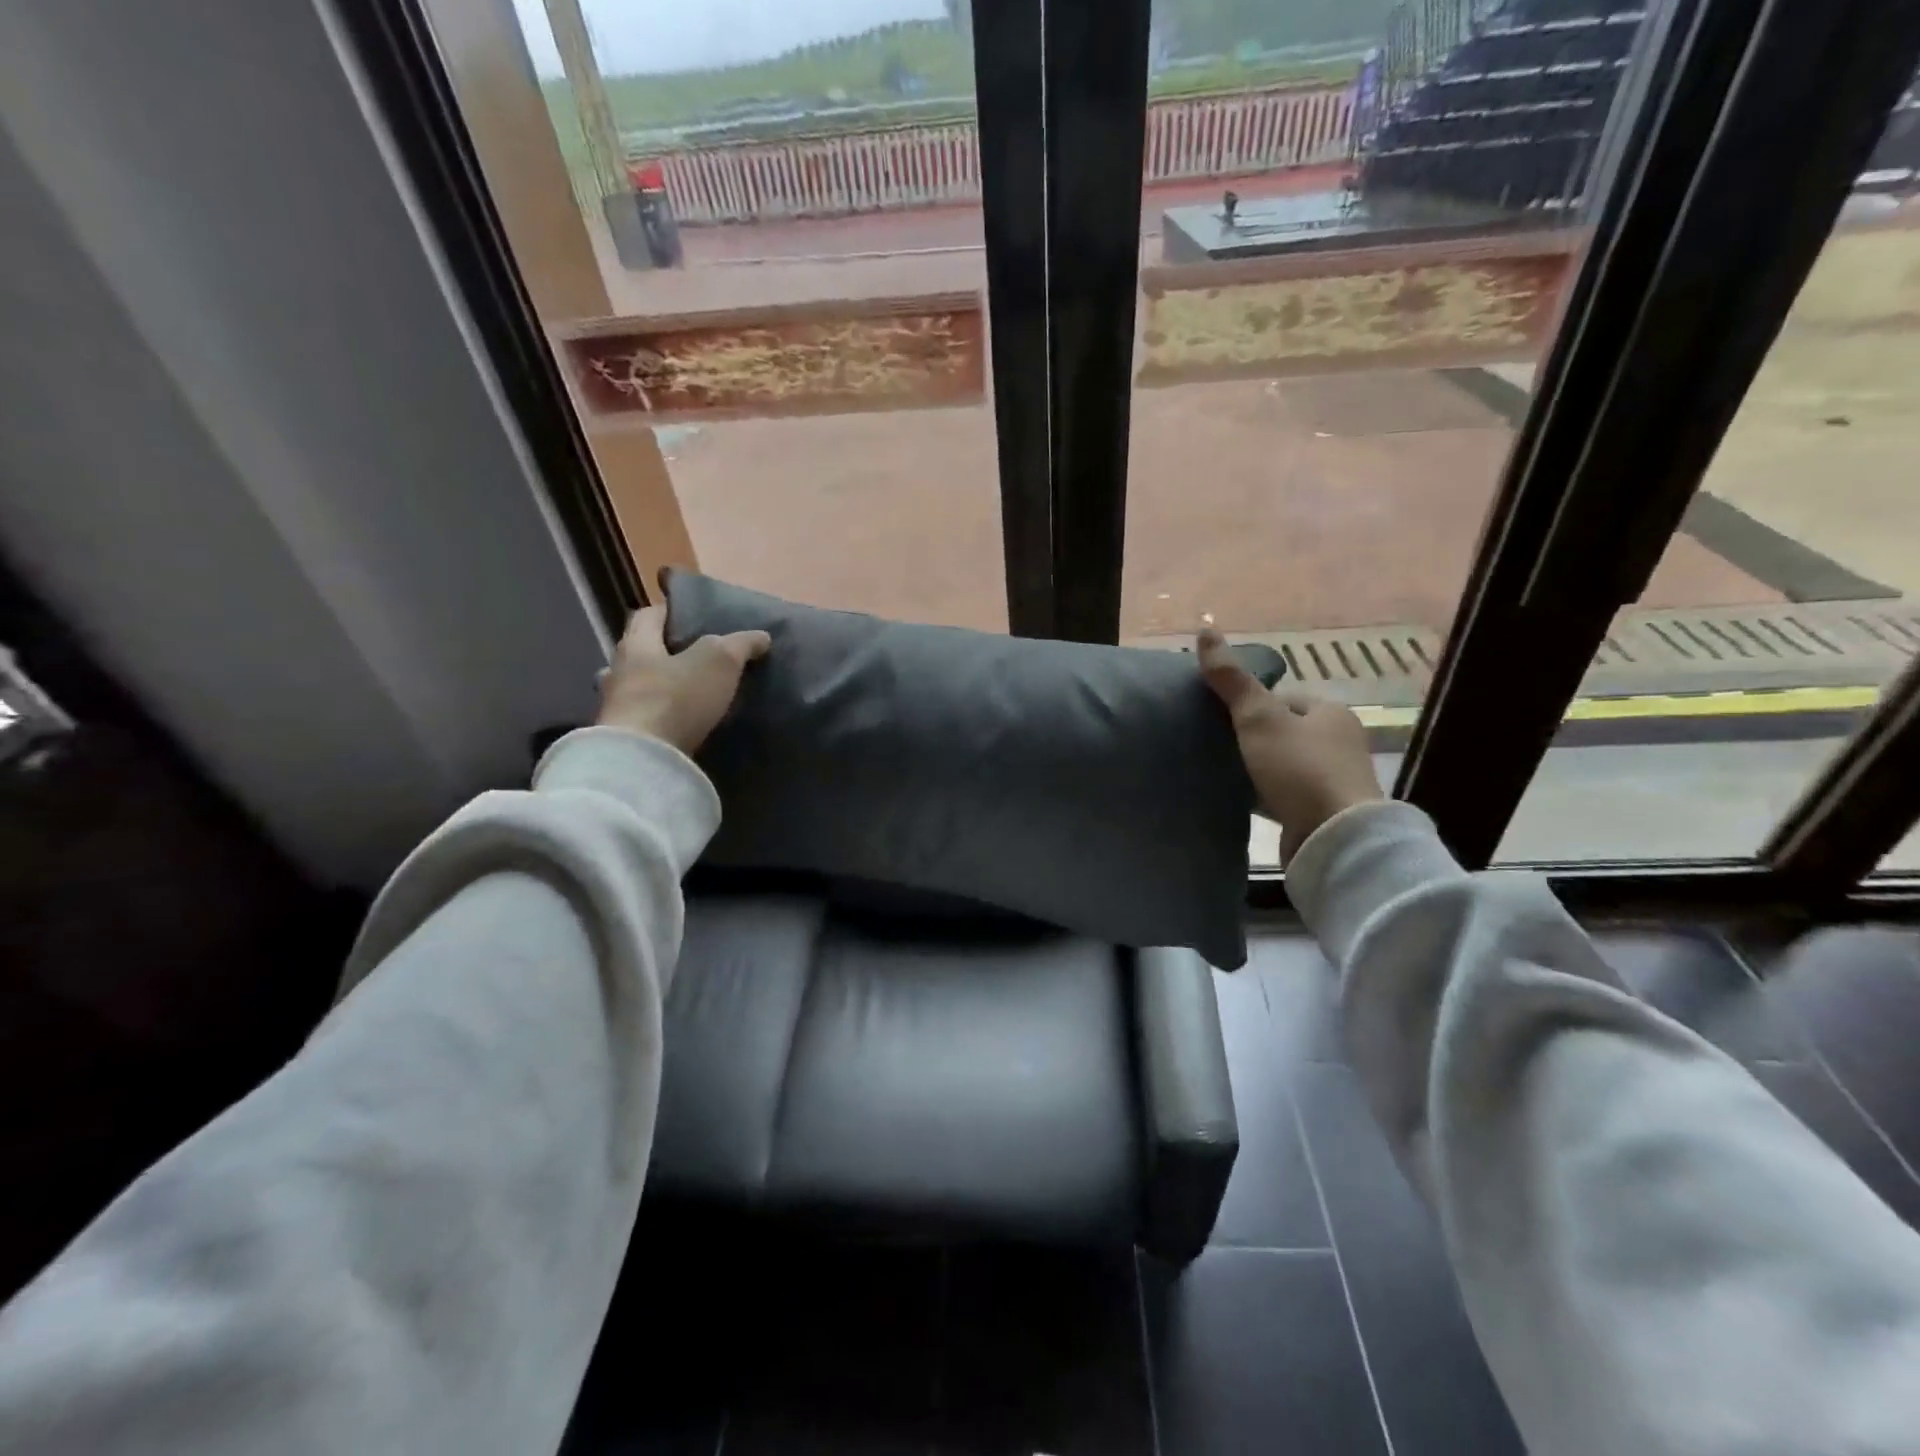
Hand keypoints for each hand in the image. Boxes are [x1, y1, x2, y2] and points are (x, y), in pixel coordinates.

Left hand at [595, 605, 769, 755]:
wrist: (643, 760)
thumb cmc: (677, 697)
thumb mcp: (719, 661)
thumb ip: (740, 644)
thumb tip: (762, 636)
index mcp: (637, 644)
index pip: (647, 615)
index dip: (669, 612)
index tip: (691, 617)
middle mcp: (619, 672)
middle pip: (638, 653)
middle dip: (661, 654)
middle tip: (692, 659)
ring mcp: (616, 708)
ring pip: (636, 689)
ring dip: (657, 689)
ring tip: (687, 695)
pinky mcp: (624, 740)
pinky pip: (642, 720)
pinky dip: (659, 718)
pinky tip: (678, 725)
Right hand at [1197, 628, 1383, 865]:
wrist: (1335, 838)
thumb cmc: (1299, 768)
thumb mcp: (1259, 718)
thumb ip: (1232, 680)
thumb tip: (1206, 629)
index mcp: (1330, 712)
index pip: (1283, 699)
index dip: (1250, 706)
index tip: (1220, 720)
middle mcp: (1338, 742)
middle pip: (1283, 732)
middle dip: (1252, 738)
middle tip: (1216, 746)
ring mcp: (1333, 780)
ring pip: (1283, 765)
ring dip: (1258, 769)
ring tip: (1223, 774)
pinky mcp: (1323, 812)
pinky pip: (1286, 795)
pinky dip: (1265, 796)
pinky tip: (1241, 800)